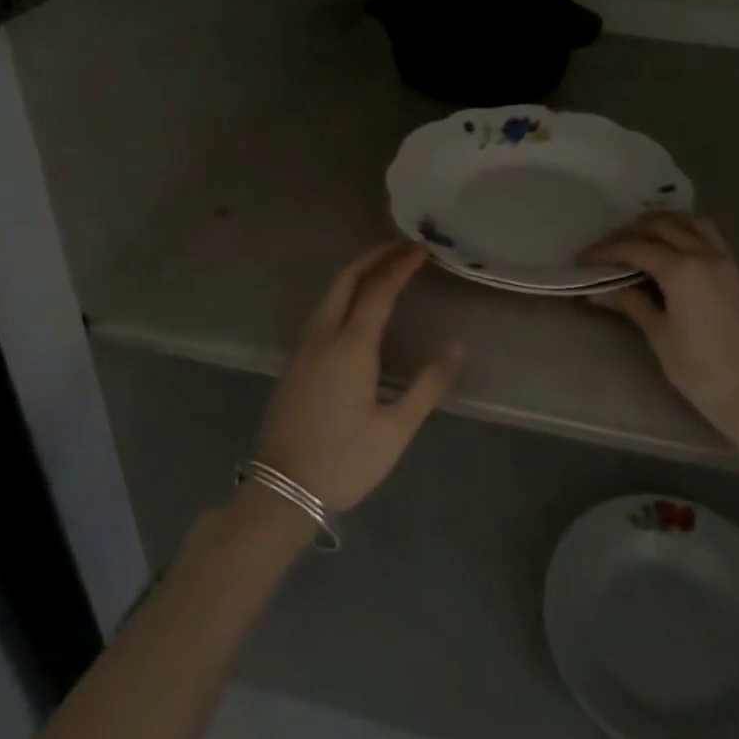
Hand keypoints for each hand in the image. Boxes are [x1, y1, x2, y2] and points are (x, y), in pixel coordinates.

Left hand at [252, 242, 460, 513]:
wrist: (281, 491)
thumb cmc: (344, 461)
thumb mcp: (395, 430)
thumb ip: (428, 386)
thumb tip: (456, 348)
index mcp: (351, 348)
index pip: (378, 290)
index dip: (401, 265)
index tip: (421, 249)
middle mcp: (324, 337)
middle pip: (346, 279)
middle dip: (375, 257)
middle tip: (404, 247)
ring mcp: (304, 347)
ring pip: (330, 293)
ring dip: (357, 272)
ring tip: (386, 267)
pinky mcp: (295, 361)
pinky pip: (322, 310)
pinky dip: (344, 292)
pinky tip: (358, 304)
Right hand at [584, 213, 738, 443]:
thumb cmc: (700, 371)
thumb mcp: (659, 335)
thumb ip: (630, 302)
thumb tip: (596, 290)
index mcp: (683, 270)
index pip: (636, 247)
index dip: (605, 251)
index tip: (583, 259)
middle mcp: (706, 255)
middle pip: (662, 226)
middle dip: (629, 232)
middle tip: (607, 249)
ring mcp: (727, 261)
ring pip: (691, 222)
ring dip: (662, 223)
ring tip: (639, 238)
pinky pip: (710, 236)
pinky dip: (687, 232)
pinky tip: (672, 249)